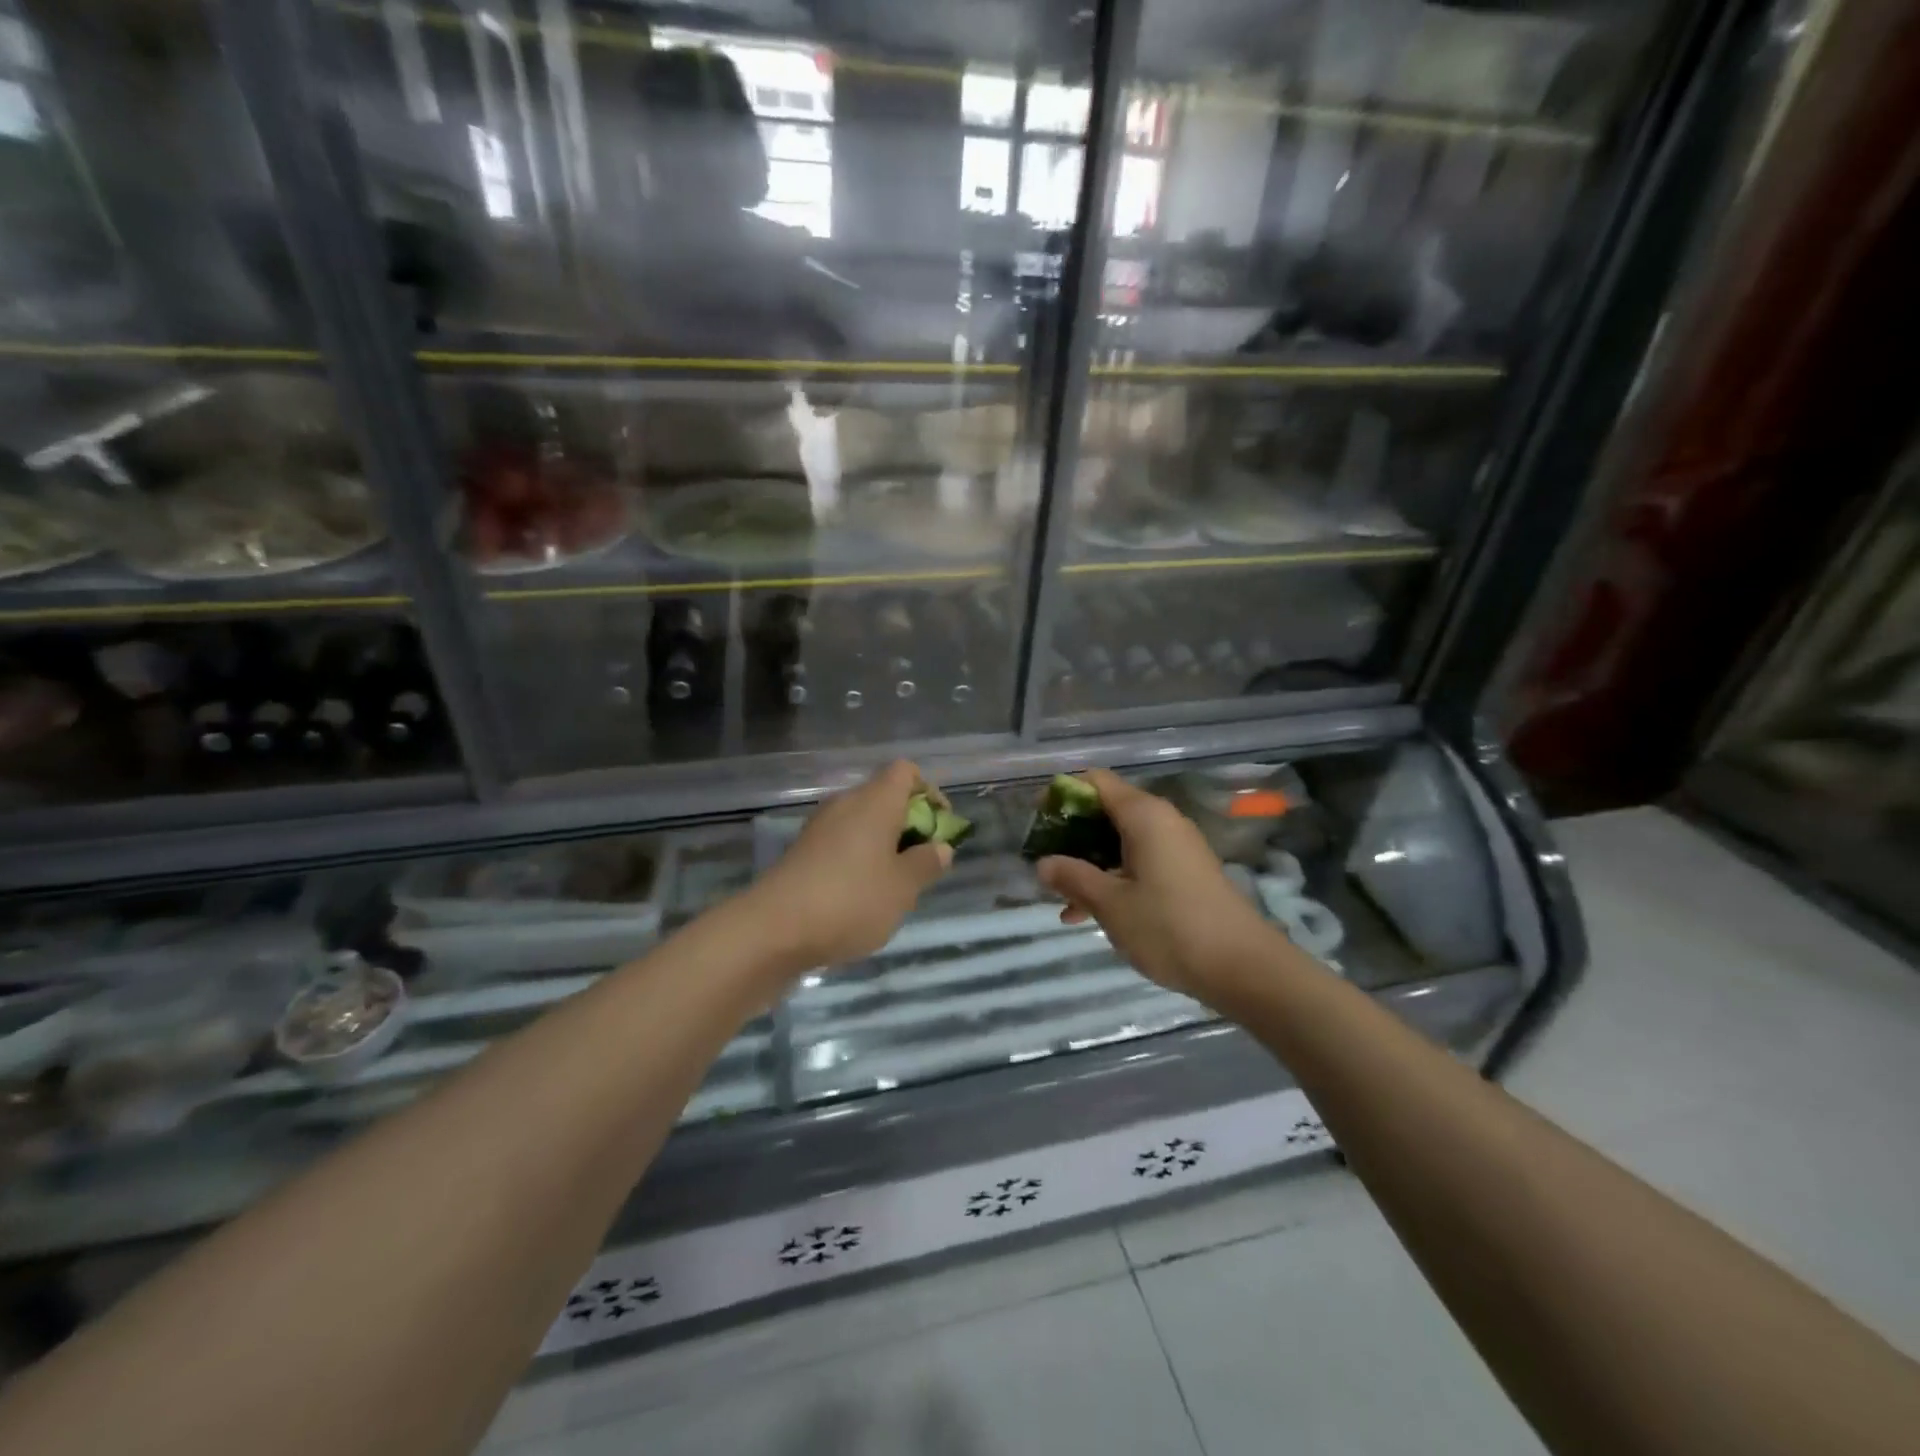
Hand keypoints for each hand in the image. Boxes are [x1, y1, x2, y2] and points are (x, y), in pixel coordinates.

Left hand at [746, 760, 951, 972]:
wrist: (773, 929)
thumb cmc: (850, 901)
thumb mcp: (902, 888)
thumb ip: (926, 864)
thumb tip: (940, 847)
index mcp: (875, 802)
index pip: (905, 771)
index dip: (928, 792)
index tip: (939, 826)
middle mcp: (846, 804)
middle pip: (884, 796)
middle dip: (909, 824)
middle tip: (921, 863)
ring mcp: (819, 827)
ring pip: (862, 822)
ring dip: (883, 844)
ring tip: (893, 885)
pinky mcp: (802, 852)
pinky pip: (841, 842)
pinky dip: (858, 859)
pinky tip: (860, 896)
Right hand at [1036, 769, 1285, 1004]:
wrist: (1243, 967)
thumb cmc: (1169, 927)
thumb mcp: (1110, 904)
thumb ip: (1073, 878)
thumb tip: (1043, 863)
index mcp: (1144, 815)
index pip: (1095, 782)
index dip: (1062, 795)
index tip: (1037, 821)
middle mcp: (1162, 821)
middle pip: (1107, 811)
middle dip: (1071, 835)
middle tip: (1045, 863)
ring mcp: (1176, 848)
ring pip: (1121, 841)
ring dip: (1089, 863)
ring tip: (1061, 897)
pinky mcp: (1185, 873)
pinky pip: (1139, 861)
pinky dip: (1113, 878)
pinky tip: (1089, 914)